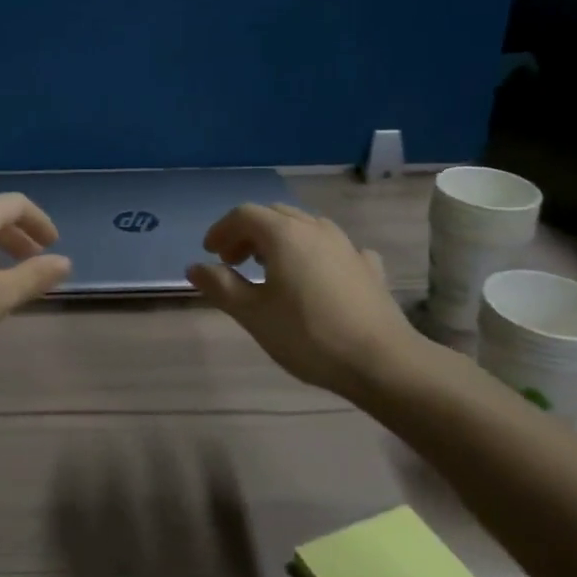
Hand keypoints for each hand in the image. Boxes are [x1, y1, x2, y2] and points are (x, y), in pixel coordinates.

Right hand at [187, 203, 413, 398]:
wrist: (381, 361)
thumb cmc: (308, 335)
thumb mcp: (253, 314)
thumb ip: (221, 286)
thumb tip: (195, 267)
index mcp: (283, 234)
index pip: (244, 214)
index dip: (221, 230)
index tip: (210, 254)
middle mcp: (314, 228)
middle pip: (274, 215)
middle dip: (249, 233)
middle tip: (234, 262)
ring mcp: (346, 245)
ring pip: (305, 227)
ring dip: (281, 240)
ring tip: (271, 269)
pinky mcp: (368, 266)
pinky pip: (334, 248)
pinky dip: (316, 255)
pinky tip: (318, 276)